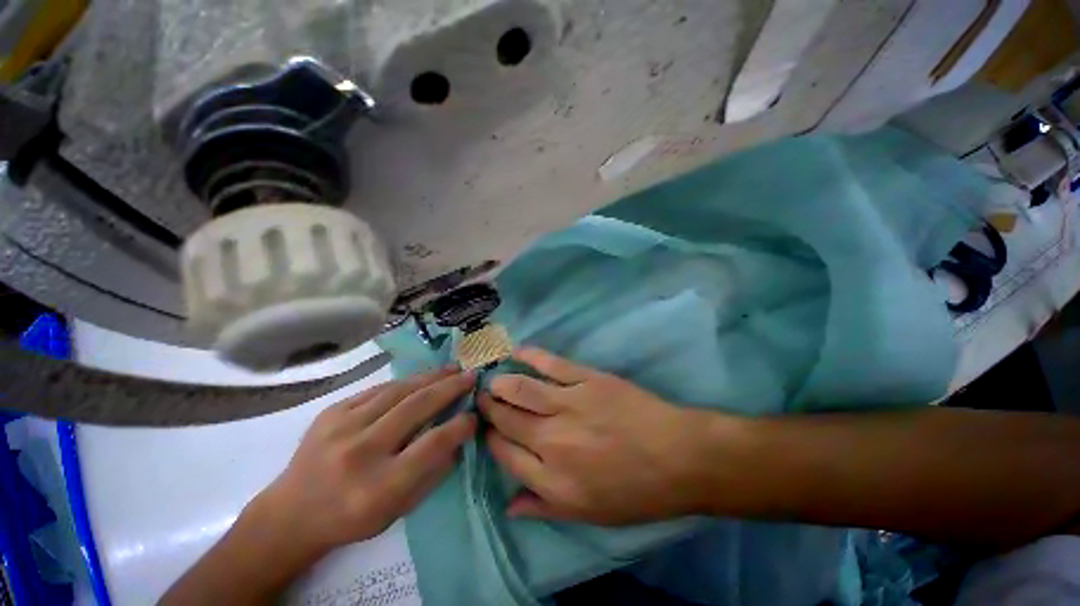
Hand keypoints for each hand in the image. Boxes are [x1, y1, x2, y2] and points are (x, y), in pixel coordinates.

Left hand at [256, 368, 476, 553]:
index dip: (459, 425)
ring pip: (398, 391)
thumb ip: (432, 473)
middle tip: (471, 376)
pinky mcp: (331, 412)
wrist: (291, 513)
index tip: (475, 414)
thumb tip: (458, 438)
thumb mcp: (398, 510)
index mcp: (378, 486)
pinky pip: (377, 390)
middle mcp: (360, 452)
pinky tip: (421, 378)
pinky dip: (405, 382)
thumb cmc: (351, 518)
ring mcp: (341, 427)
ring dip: (431, 377)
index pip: (431, 445)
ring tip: (452, 369)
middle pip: (416, 408)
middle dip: (450, 388)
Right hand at [479, 349, 727, 524]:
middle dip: (489, 408)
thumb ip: (544, 507)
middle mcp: (552, 440)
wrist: (679, 458)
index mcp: (551, 479)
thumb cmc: (636, 491)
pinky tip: (516, 352)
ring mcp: (569, 404)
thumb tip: (509, 505)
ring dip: (502, 383)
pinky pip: (551, 364)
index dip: (490, 438)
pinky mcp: (587, 379)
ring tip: (494, 379)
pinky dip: (530, 356)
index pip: (504, 453)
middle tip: (483, 399)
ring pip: (521, 389)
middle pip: (507, 419)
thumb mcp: (589, 514)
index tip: (487, 428)